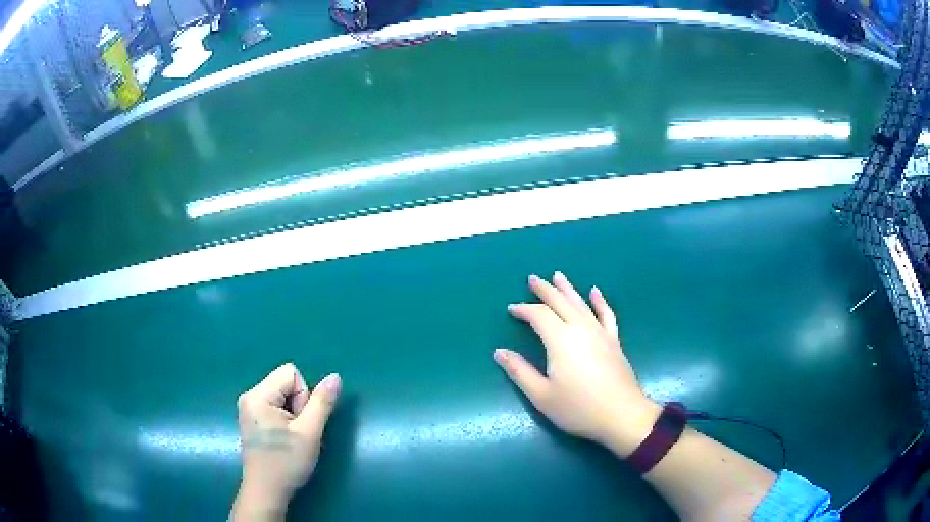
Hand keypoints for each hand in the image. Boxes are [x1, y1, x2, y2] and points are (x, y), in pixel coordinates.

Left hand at [232, 363, 341, 519]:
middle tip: (297, 433)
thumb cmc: (286, 463)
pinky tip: (283, 440)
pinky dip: (284, 420)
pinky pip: (274, 407)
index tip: (301, 423)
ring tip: (290, 439)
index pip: (291, 374)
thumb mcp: (310, 433)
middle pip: (285, 383)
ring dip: (293, 415)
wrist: (266, 492)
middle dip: (298, 406)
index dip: (304, 396)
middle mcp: (249, 396)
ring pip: (282, 396)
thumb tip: (335, 377)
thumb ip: (322, 403)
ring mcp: (248, 408)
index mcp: (258, 395)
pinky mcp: (251, 420)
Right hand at [494, 272, 659, 456]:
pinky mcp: (614, 341)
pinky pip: (606, 314)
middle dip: (545, 290)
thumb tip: (499, 352)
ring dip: (568, 289)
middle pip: (560, 302)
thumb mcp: (542, 395)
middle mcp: (580, 329)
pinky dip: (599, 301)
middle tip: (533, 279)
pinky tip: (595, 292)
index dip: (524, 310)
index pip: (539, 316)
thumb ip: (520, 372)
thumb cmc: (578, 408)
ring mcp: (600, 333)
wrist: (621, 415)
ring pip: (581, 303)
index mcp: (560, 340)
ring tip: (558, 276)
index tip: (511, 309)